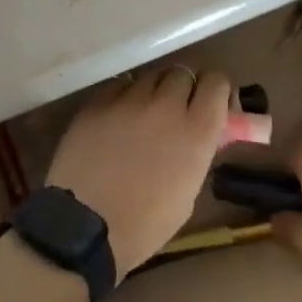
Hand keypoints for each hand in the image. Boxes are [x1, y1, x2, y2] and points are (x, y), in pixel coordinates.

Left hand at [46, 66, 230, 278]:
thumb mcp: (187, 193)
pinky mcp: (98, 101)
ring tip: (144, 116)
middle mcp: (166, 106)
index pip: (217, 83)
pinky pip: (120, 86)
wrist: (84, 228)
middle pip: (183, 73)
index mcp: (196, 131)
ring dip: (154, 92)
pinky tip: (117, 119)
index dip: (216, 91)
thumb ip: (198, 152)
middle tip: (176, 113)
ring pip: (151, 76)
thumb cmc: (144, 225)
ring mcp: (129, 100)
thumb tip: (203, 134)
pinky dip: (124, 97)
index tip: (210, 105)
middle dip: (184, 90)